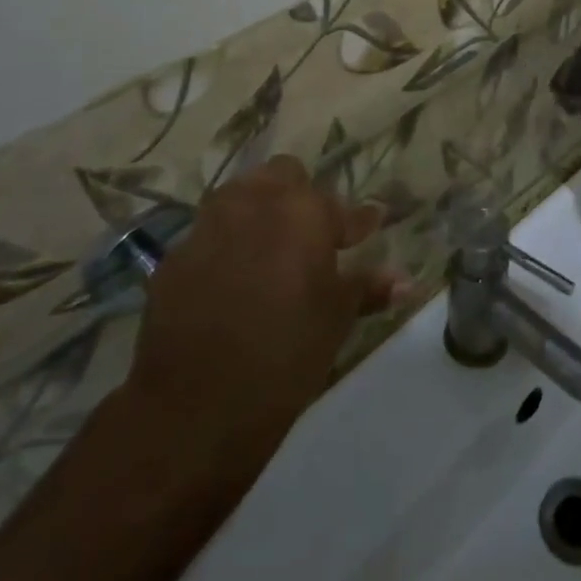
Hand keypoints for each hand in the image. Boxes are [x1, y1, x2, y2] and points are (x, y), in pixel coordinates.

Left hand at [121, 156, 401, 470]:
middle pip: (283, 175)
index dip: (358, 221)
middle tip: (313, 235)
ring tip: (271, 247)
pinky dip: (226, 244)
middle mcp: (255, 204)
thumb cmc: (286, 353)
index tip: (369, 227)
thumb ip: (368, 287)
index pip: (341, 208)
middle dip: (300, 196)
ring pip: (240, 195)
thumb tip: (405, 279)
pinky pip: (209, 233)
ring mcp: (209, 225)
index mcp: (303, 212)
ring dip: (259, 210)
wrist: (196, 404)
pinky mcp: (176, 255)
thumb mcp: (336, 318)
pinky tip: (232, 276)